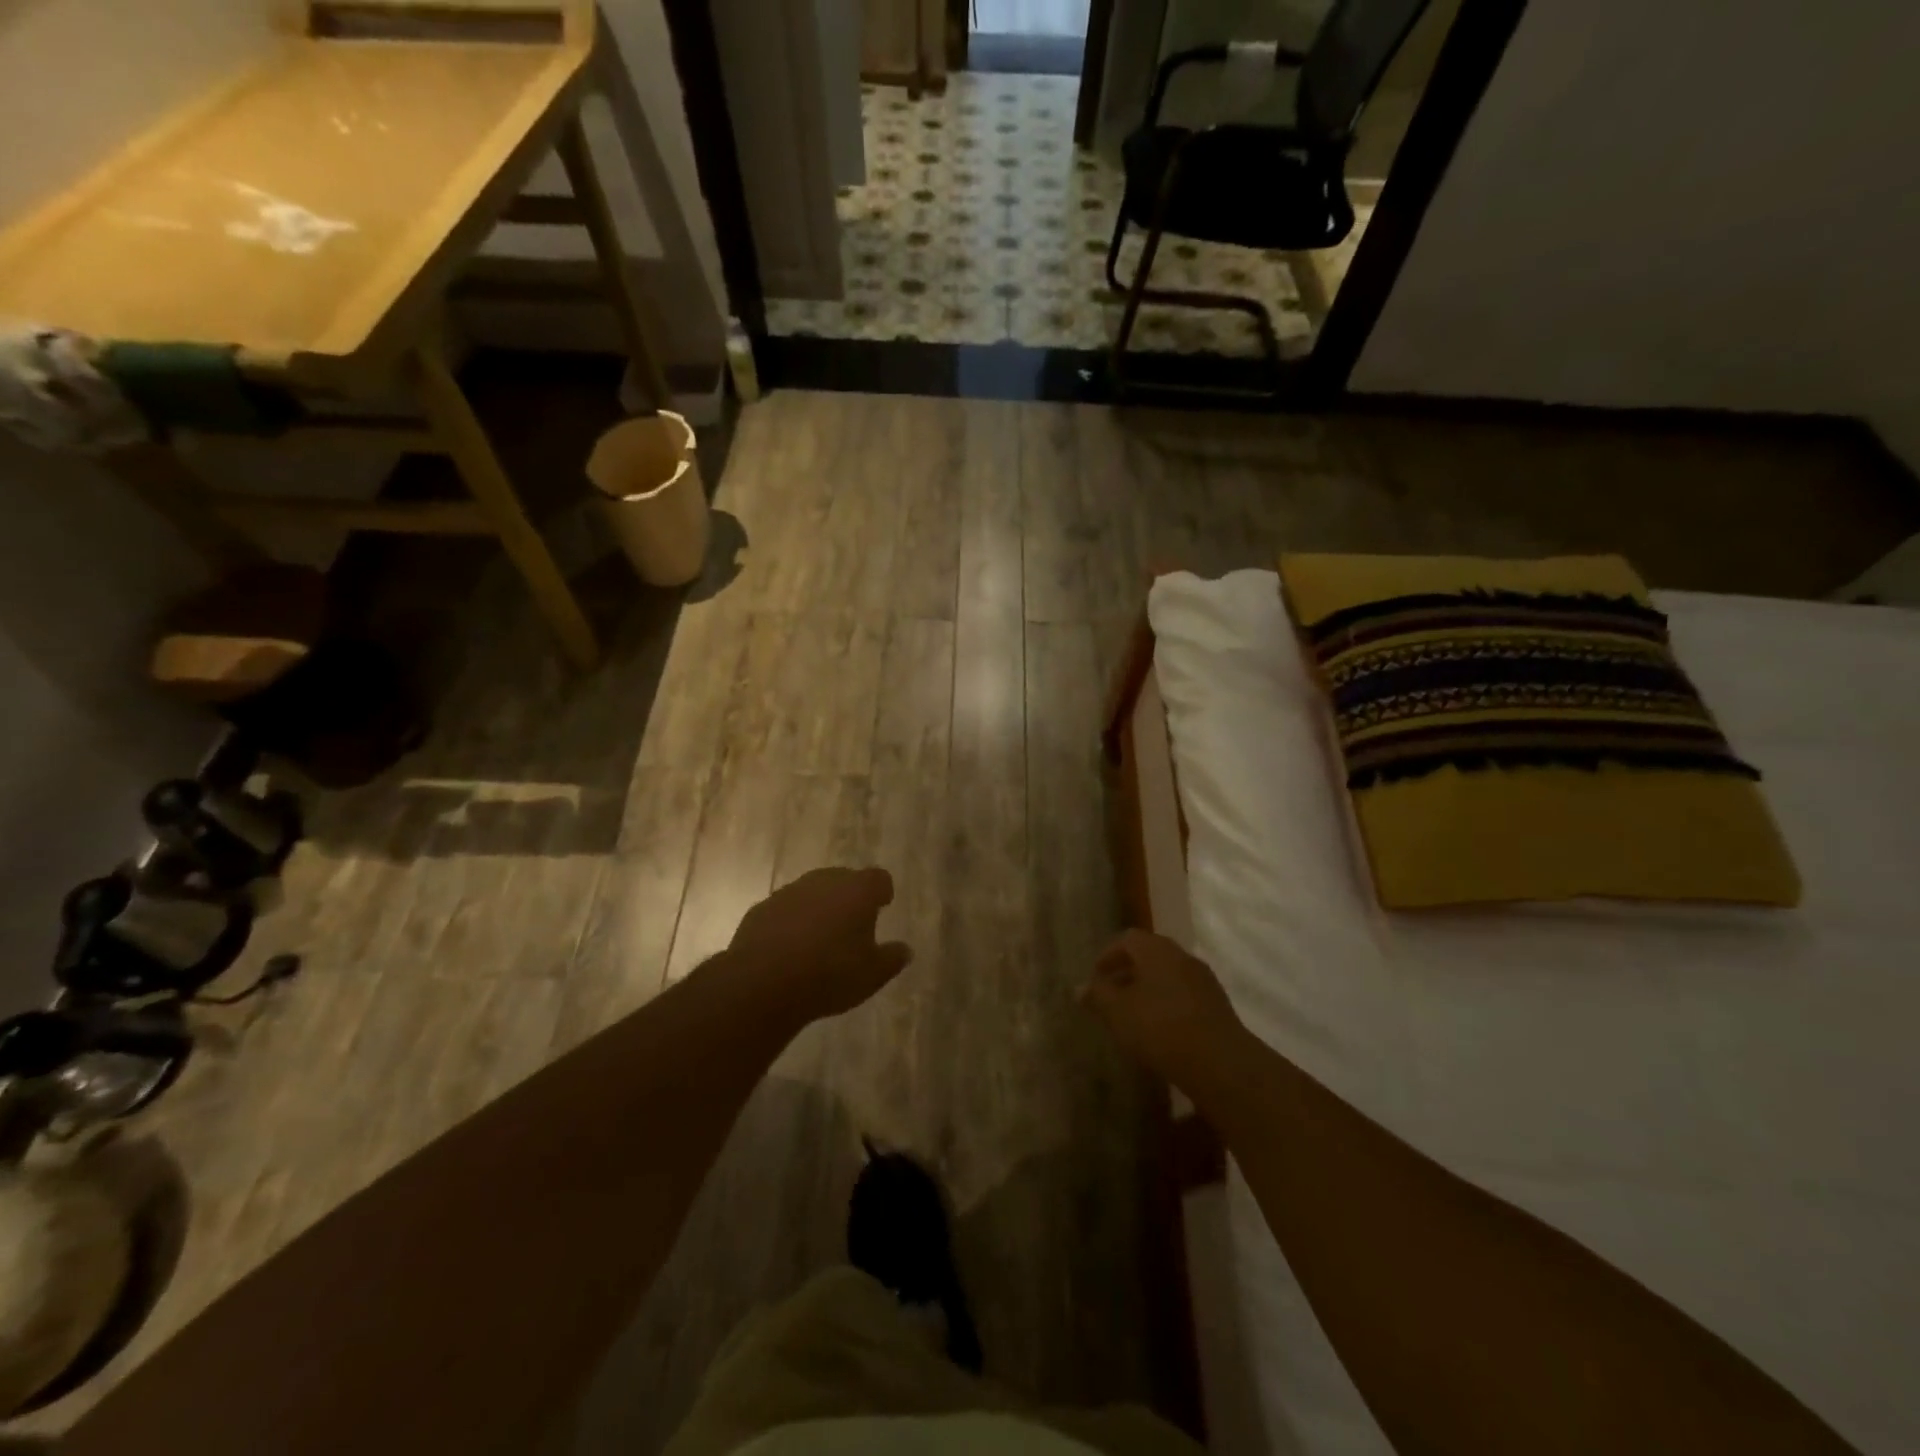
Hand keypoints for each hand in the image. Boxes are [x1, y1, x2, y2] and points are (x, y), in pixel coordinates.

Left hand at [726, 867, 912, 1026]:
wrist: (763, 982)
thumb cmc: (830, 974)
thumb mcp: (872, 975)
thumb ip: (892, 959)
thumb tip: (906, 950)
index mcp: (857, 891)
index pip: (879, 878)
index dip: (882, 892)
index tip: (882, 906)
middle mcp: (824, 881)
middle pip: (844, 879)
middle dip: (849, 897)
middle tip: (853, 924)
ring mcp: (790, 892)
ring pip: (812, 892)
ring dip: (819, 908)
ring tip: (820, 939)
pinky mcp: (762, 908)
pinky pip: (785, 909)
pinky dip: (792, 921)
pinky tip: (790, 948)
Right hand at [1083, 930, 1245, 1089]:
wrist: (1220, 1063)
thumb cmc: (1160, 1028)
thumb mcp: (1118, 1012)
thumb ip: (1098, 996)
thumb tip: (1080, 987)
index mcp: (1156, 950)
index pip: (1127, 939)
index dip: (1108, 956)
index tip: (1095, 978)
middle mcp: (1182, 956)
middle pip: (1149, 955)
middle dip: (1127, 972)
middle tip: (1111, 995)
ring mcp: (1203, 980)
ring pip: (1168, 975)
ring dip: (1148, 989)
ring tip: (1133, 1015)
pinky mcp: (1217, 1005)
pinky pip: (1183, 994)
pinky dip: (1166, 1003)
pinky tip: (1159, 1030)